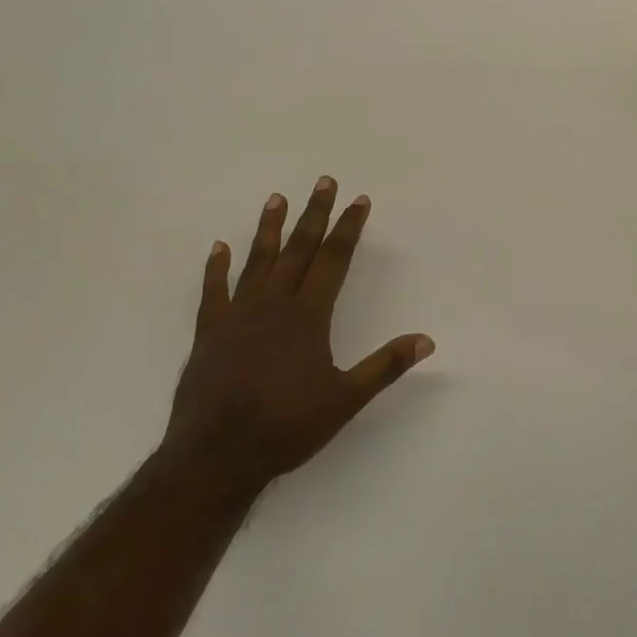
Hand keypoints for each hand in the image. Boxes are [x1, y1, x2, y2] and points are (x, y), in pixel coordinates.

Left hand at [163, 178, 434, 497]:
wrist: (217, 455)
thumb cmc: (286, 426)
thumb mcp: (345, 399)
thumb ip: (385, 366)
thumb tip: (426, 340)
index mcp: (308, 315)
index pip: (334, 260)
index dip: (348, 228)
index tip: (359, 200)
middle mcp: (274, 303)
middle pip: (299, 249)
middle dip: (314, 214)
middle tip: (323, 181)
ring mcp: (238, 315)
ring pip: (258, 260)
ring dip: (269, 228)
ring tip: (277, 198)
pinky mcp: (210, 332)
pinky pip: (214, 291)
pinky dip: (217, 268)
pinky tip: (219, 247)